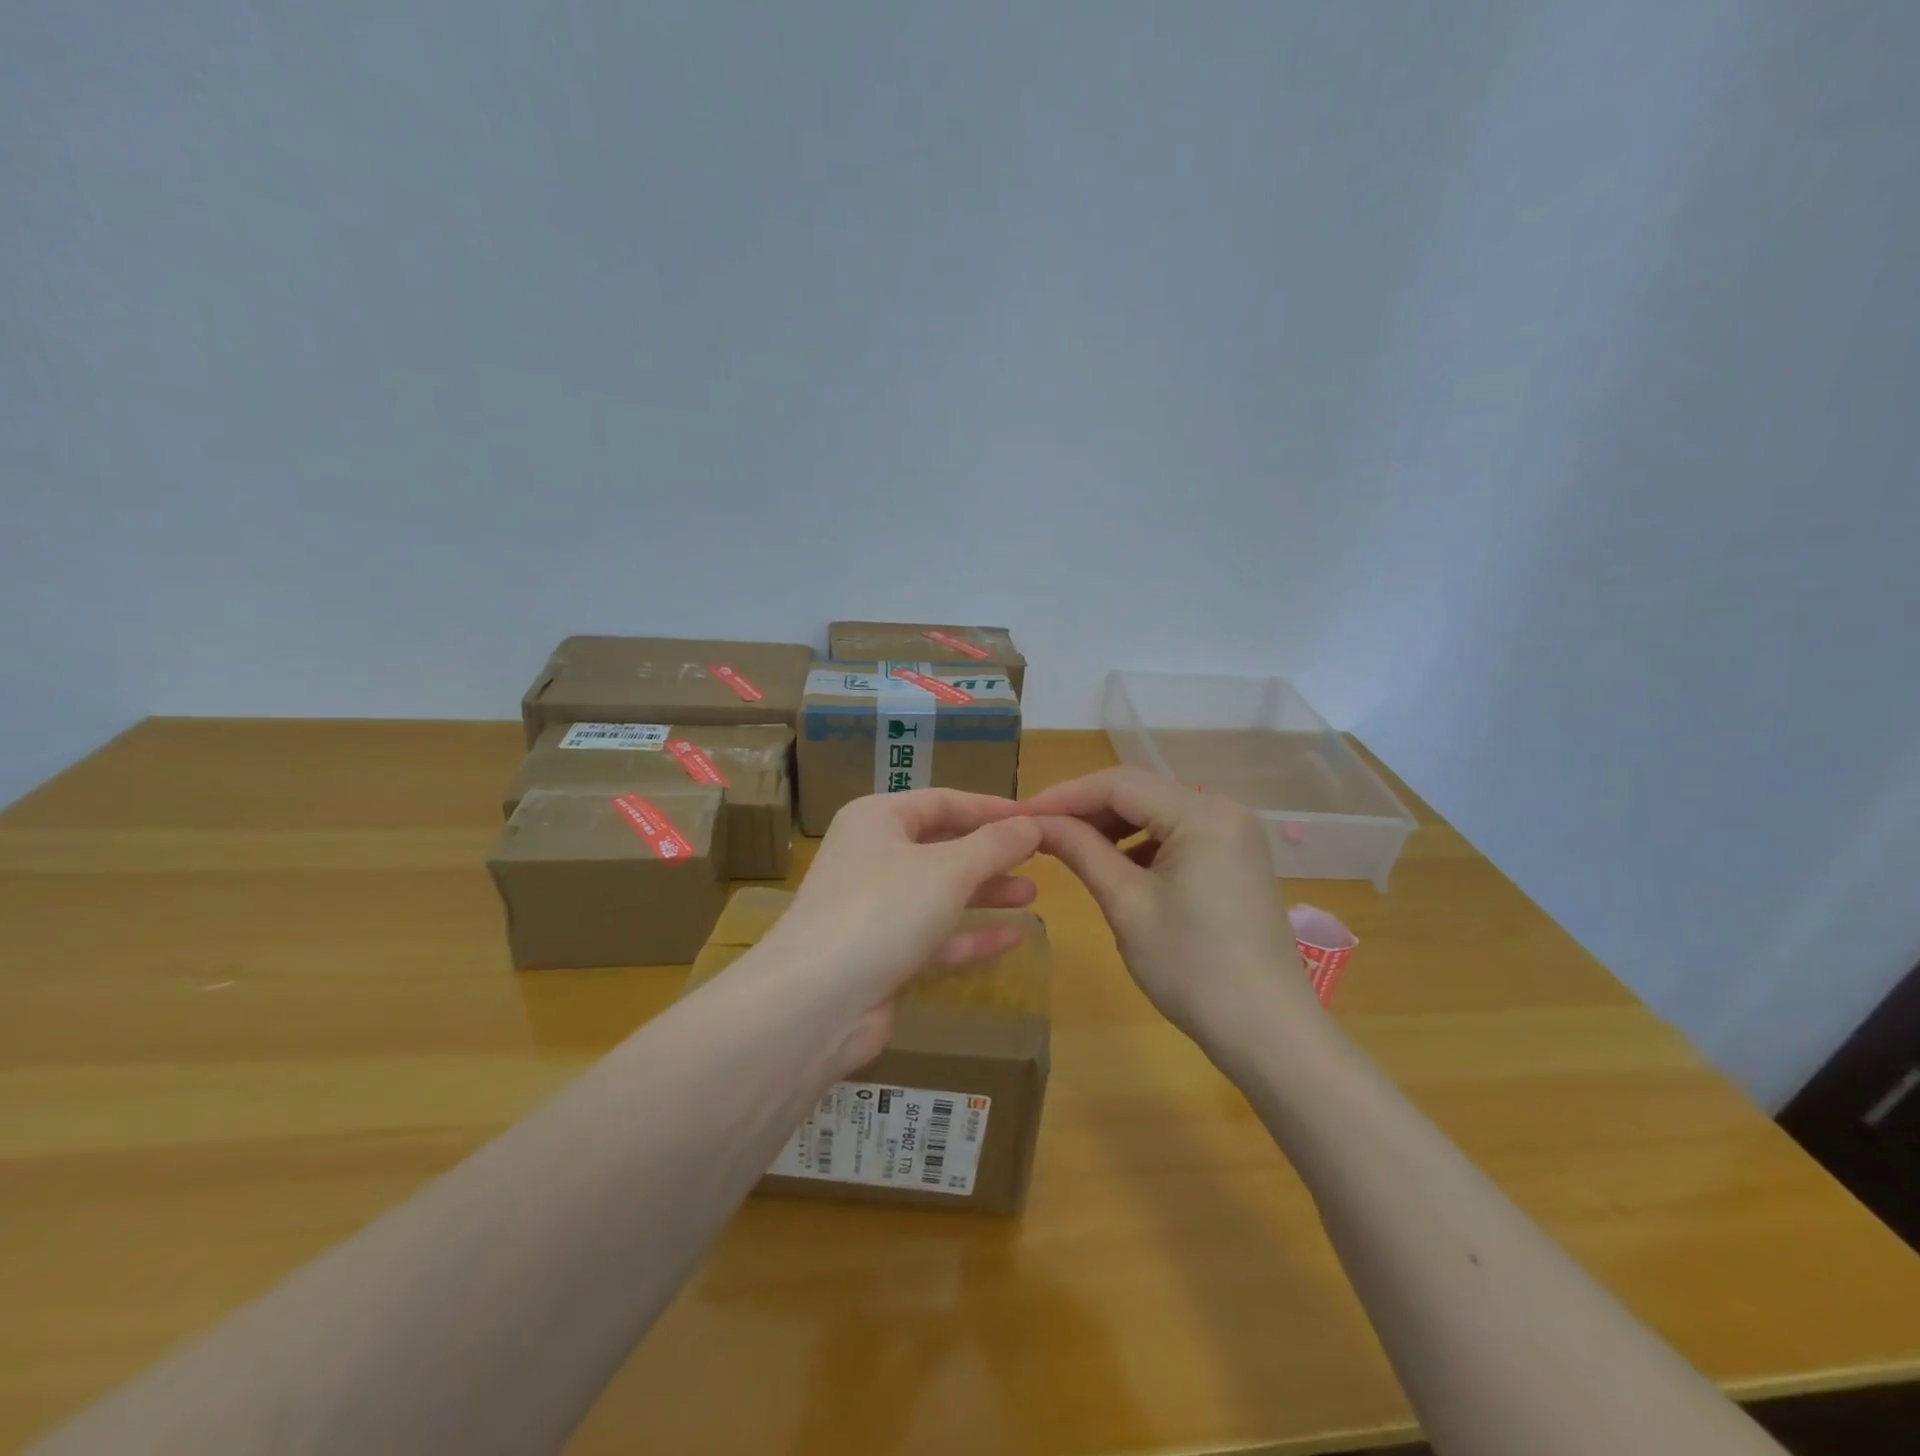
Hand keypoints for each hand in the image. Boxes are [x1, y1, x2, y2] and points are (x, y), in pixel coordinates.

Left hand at [754, 790, 1042, 1068]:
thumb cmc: (883, 910)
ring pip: (939, 893)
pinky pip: (934, 937)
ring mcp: (874, 909)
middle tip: (1039, 857)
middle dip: (990, 853)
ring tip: (1032, 893)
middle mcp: (872, 857)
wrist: (815, 1002)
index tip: (1036, 817)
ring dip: (984, 893)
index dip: (990, 808)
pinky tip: (1013, 939)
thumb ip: (995, 845)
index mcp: (877, 820)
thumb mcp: (948, 869)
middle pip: (941, 846)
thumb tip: (1033, 823)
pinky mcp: (881, 955)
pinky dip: (970, 936)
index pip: (942, 802)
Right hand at [1027, 768, 1324, 1041]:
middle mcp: (1224, 809)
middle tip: (1039, 830)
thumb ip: (1081, 851)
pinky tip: (1114, 864)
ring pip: (1157, 810)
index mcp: (1202, 814)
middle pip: (1140, 791)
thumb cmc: (1191, 968)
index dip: (1065, 795)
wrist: (1267, 1032)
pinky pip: (1177, 833)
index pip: (1119, 784)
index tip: (1021, 814)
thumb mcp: (1127, 904)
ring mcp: (1234, 833)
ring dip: (1111, 824)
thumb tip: (1036, 823)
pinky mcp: (1235, 857)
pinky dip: (1140, 842)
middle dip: (1086, 808)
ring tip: (1070, 848)